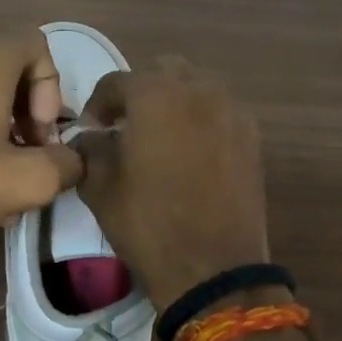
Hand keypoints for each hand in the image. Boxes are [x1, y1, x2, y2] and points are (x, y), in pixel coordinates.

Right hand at [72, 58, 269, 311]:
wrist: (214, 267)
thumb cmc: (149, 224)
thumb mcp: (100, 187)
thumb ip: (90, 149)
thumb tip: (91, 137)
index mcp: (155, 95)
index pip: (116, 83)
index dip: (97, 106)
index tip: (91, 130)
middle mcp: (197, 89)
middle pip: (162, 73)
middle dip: (140, 93)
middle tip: (126, 126)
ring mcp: (231, 110)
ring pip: (196, 87)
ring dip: (173, 102)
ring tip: (161, 137)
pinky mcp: (251, 135)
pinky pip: (219, 111)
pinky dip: (201, 119)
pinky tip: (191, 152)